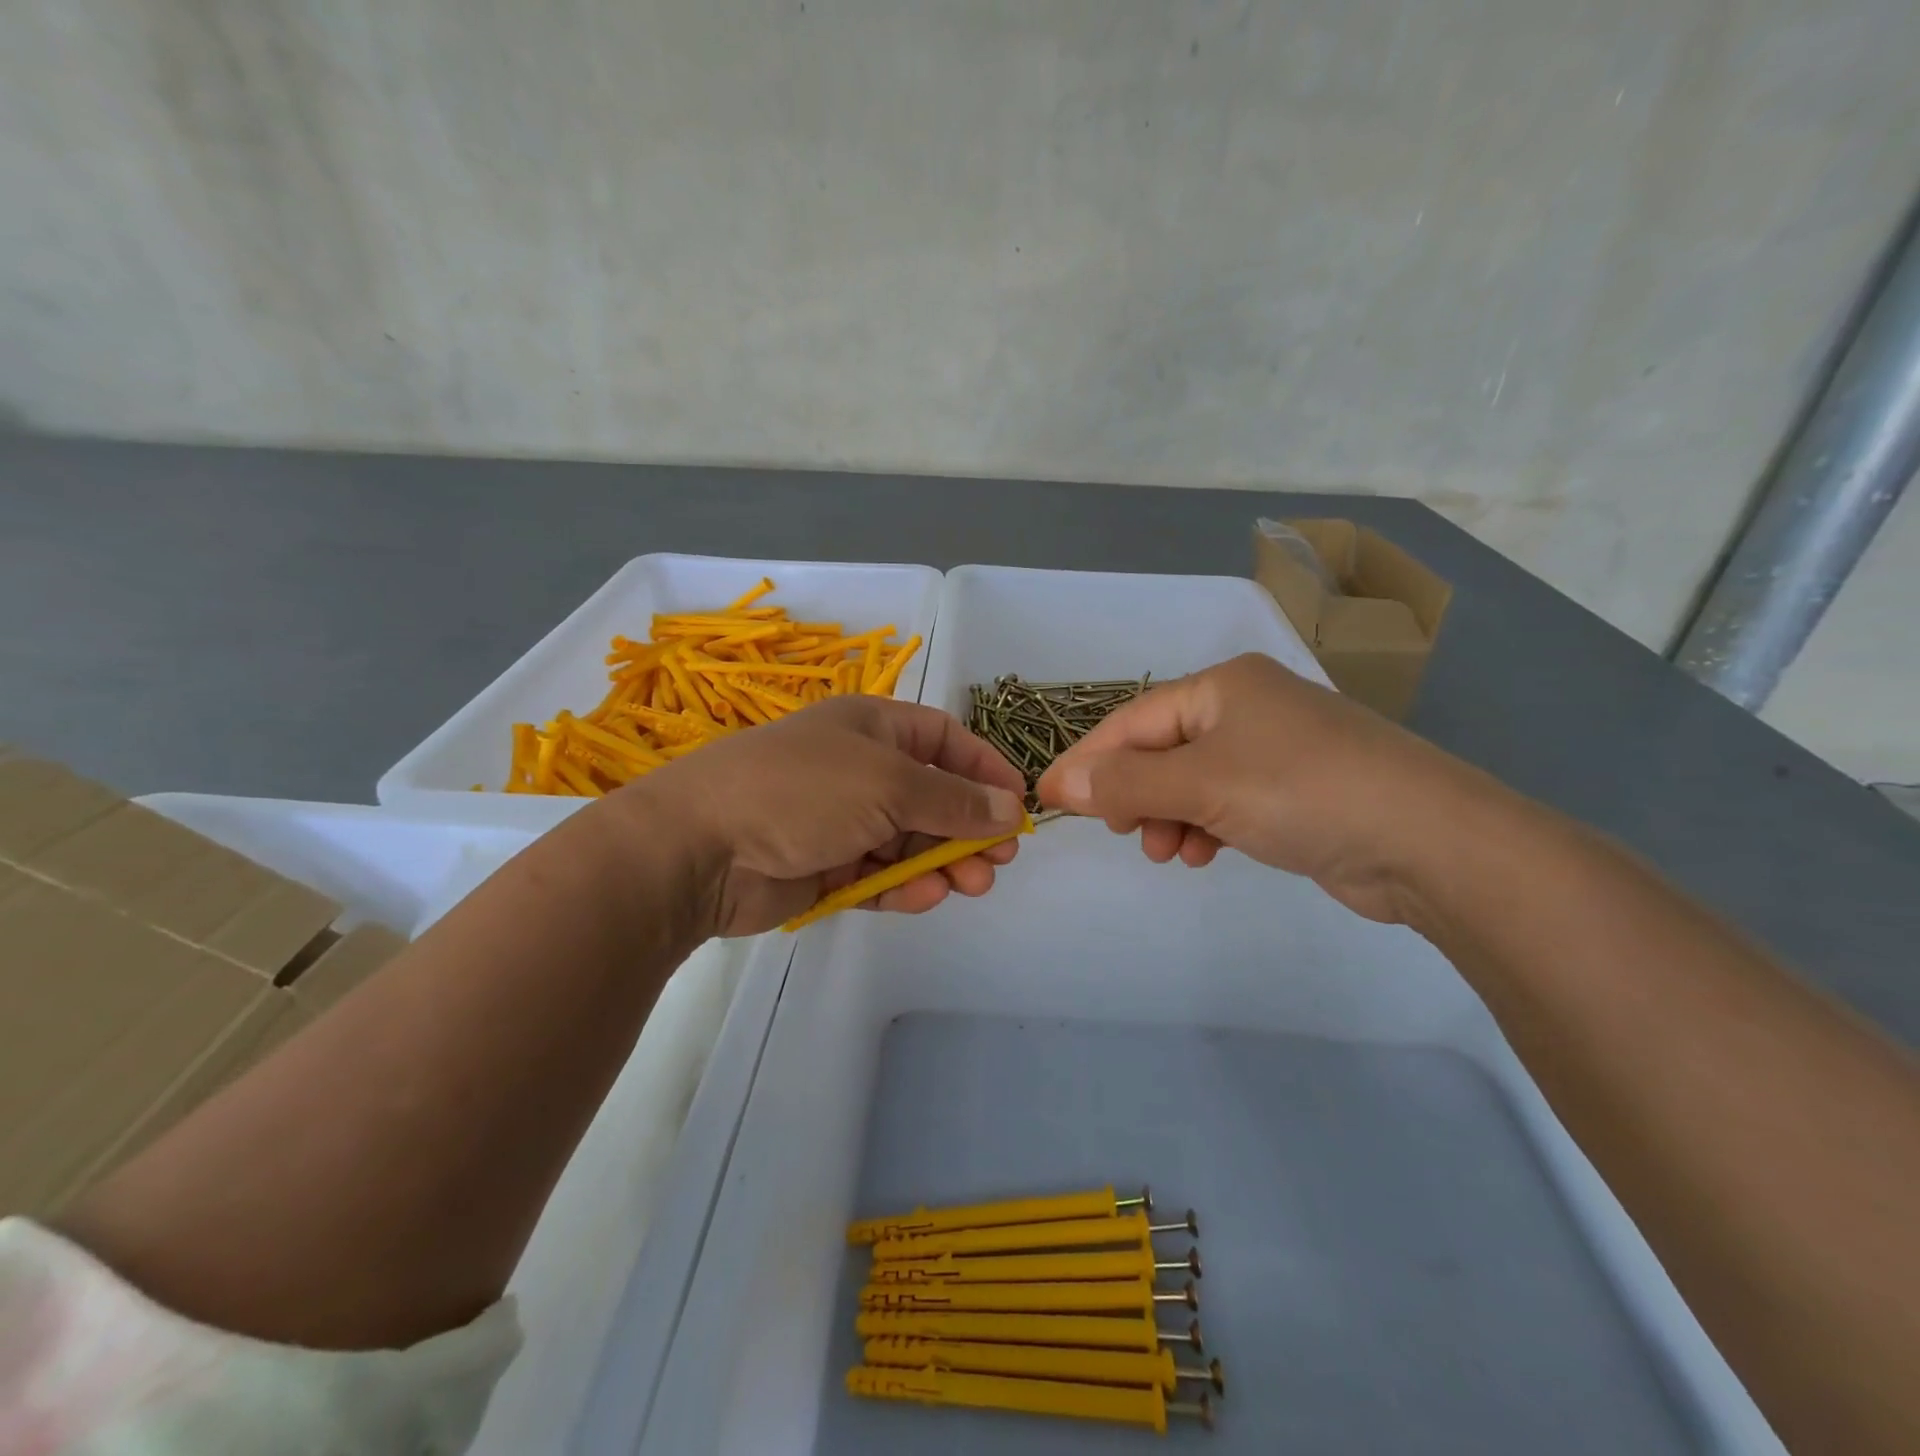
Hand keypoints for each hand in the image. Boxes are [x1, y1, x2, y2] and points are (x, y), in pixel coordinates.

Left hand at [617, 695, 1029, 935]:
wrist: (698, 847)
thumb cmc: (802, 791)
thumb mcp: (889, 784)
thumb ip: (953, 800)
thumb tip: (1009, 808)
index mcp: (871, 727)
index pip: (943, 740)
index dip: (983, 768)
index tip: (1015, 804)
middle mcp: (858, 769)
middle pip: (931, 796)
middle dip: (968, 827)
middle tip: (999, 861)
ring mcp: (839, 819)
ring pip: (908, 841)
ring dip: (942, 862)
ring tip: (972, 885)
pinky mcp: (823, 867)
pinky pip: (877, 874)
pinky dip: (902, 885)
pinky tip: (925, 896)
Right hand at [1035, 653, 1504, 924]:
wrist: (1430, 841)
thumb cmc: (1303, 792)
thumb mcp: (1202, 784)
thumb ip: (1126, 783)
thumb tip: (1062, 783)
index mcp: (1223, 686)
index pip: (1132, 721)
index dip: (1087, 760)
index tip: (1049, 799)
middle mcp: (1247, 708)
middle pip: (1160, 749)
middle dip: (1133, 793)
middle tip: (1121, 831)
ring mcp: (1275, 749)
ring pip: (1191, 780)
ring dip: (1167, 815)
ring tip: (1167, 851)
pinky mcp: (1296, 790)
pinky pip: (1226, 802)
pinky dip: (1205, 826)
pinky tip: (1204, 853)